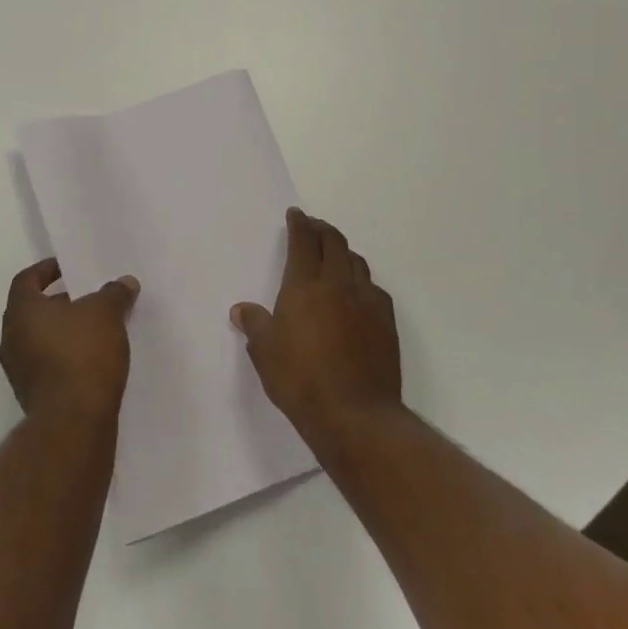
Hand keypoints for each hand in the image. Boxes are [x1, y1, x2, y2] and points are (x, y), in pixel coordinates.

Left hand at [0, 259, 139, 421]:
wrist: (73, 421)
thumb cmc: (83, 353)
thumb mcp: (106, 313)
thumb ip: (114, 293)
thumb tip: (125, 282)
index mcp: (21, 310)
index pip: (27, 279)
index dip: (46, 270)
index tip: (68, 269)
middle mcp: (11, 338)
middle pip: (33, 310)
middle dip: (59, 302)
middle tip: (87, 298)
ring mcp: (18, 370)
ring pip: (39, 339)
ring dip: (63, 332)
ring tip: (95, 329)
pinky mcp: (31, 396)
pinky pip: (46, 364)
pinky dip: (64, 356)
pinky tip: (91, 359)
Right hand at [231, 208, 401, 447]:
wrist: (356, 414)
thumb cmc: (301, 380)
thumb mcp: (265, 353)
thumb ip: (254, 325)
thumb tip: (241, 310)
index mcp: (305, 285)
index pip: (303, 241)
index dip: (299, 223)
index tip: (296, 214)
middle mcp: (338, 284)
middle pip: (334, 242)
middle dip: (322, 229)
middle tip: (313, 226)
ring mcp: (366, 301)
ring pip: (356, 261)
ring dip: (343, 251)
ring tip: (334, 254)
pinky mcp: (386, 321)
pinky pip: (373, 287)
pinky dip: (362, 280)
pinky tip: (357, 291)